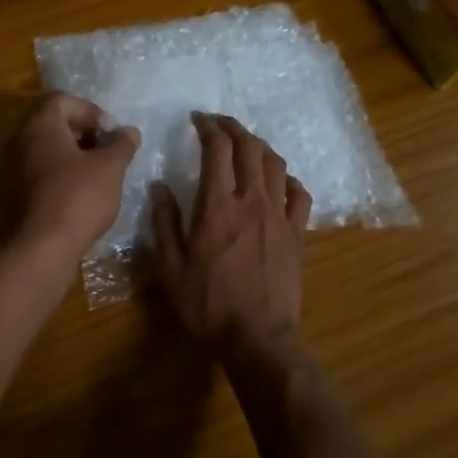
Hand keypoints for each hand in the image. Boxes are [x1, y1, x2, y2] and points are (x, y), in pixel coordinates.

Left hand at [11, 92, 141, 256]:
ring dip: (69, 158)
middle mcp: (18, 142)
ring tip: (94, 177)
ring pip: (43, 152)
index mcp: (40, 126)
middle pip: (51, 124)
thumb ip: (121, 144)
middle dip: (81, 134)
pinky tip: (75, 198)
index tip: (109, 133)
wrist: (40, 249)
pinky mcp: (8, 197)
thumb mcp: (110, 167)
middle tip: (104, 154)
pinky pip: (35, 175)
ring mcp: (9, 170)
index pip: (62, 100)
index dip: (89, 110)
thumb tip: (128, 131)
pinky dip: (56, 178)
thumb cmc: (78, 197)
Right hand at [150, 112, 311, 363]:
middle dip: (233, 127)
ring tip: (245, 144)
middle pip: (249, 148)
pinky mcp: (297, 234)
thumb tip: (159, 186)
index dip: (207, 127)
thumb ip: (164, 221)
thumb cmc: (207, 304)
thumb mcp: (170, 266)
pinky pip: (299, 194)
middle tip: (218, 123)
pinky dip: (288, 179)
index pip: (217, 149)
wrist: (258, 338)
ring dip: (259, 146)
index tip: (197, 119)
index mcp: (217, 206)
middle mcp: (252, 201)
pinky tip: (279, 181)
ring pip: (276, 164)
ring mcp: (279, 216)